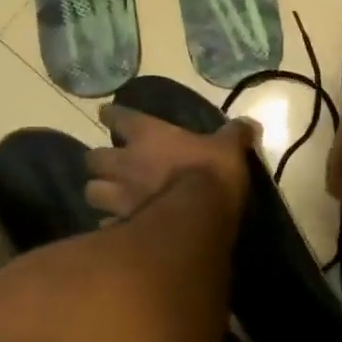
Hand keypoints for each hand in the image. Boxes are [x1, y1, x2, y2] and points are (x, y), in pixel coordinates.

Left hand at [86, 105, 253, 221]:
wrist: (197, 220)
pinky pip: (107, 224)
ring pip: (92, 192)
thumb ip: (235, 134)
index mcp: (148, 136)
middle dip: (100, 161)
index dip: (113, 115)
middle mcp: (125, 163)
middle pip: (93, 158)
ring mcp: (118, 197)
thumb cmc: (210, 174)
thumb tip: (249, 123)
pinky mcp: (121, 226)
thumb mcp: (230, 148)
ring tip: (110, 197)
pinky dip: (111, 224)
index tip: (108, 113)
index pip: (119, 117)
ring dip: (100, 192)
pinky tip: (120, 227)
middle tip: (111, 164)